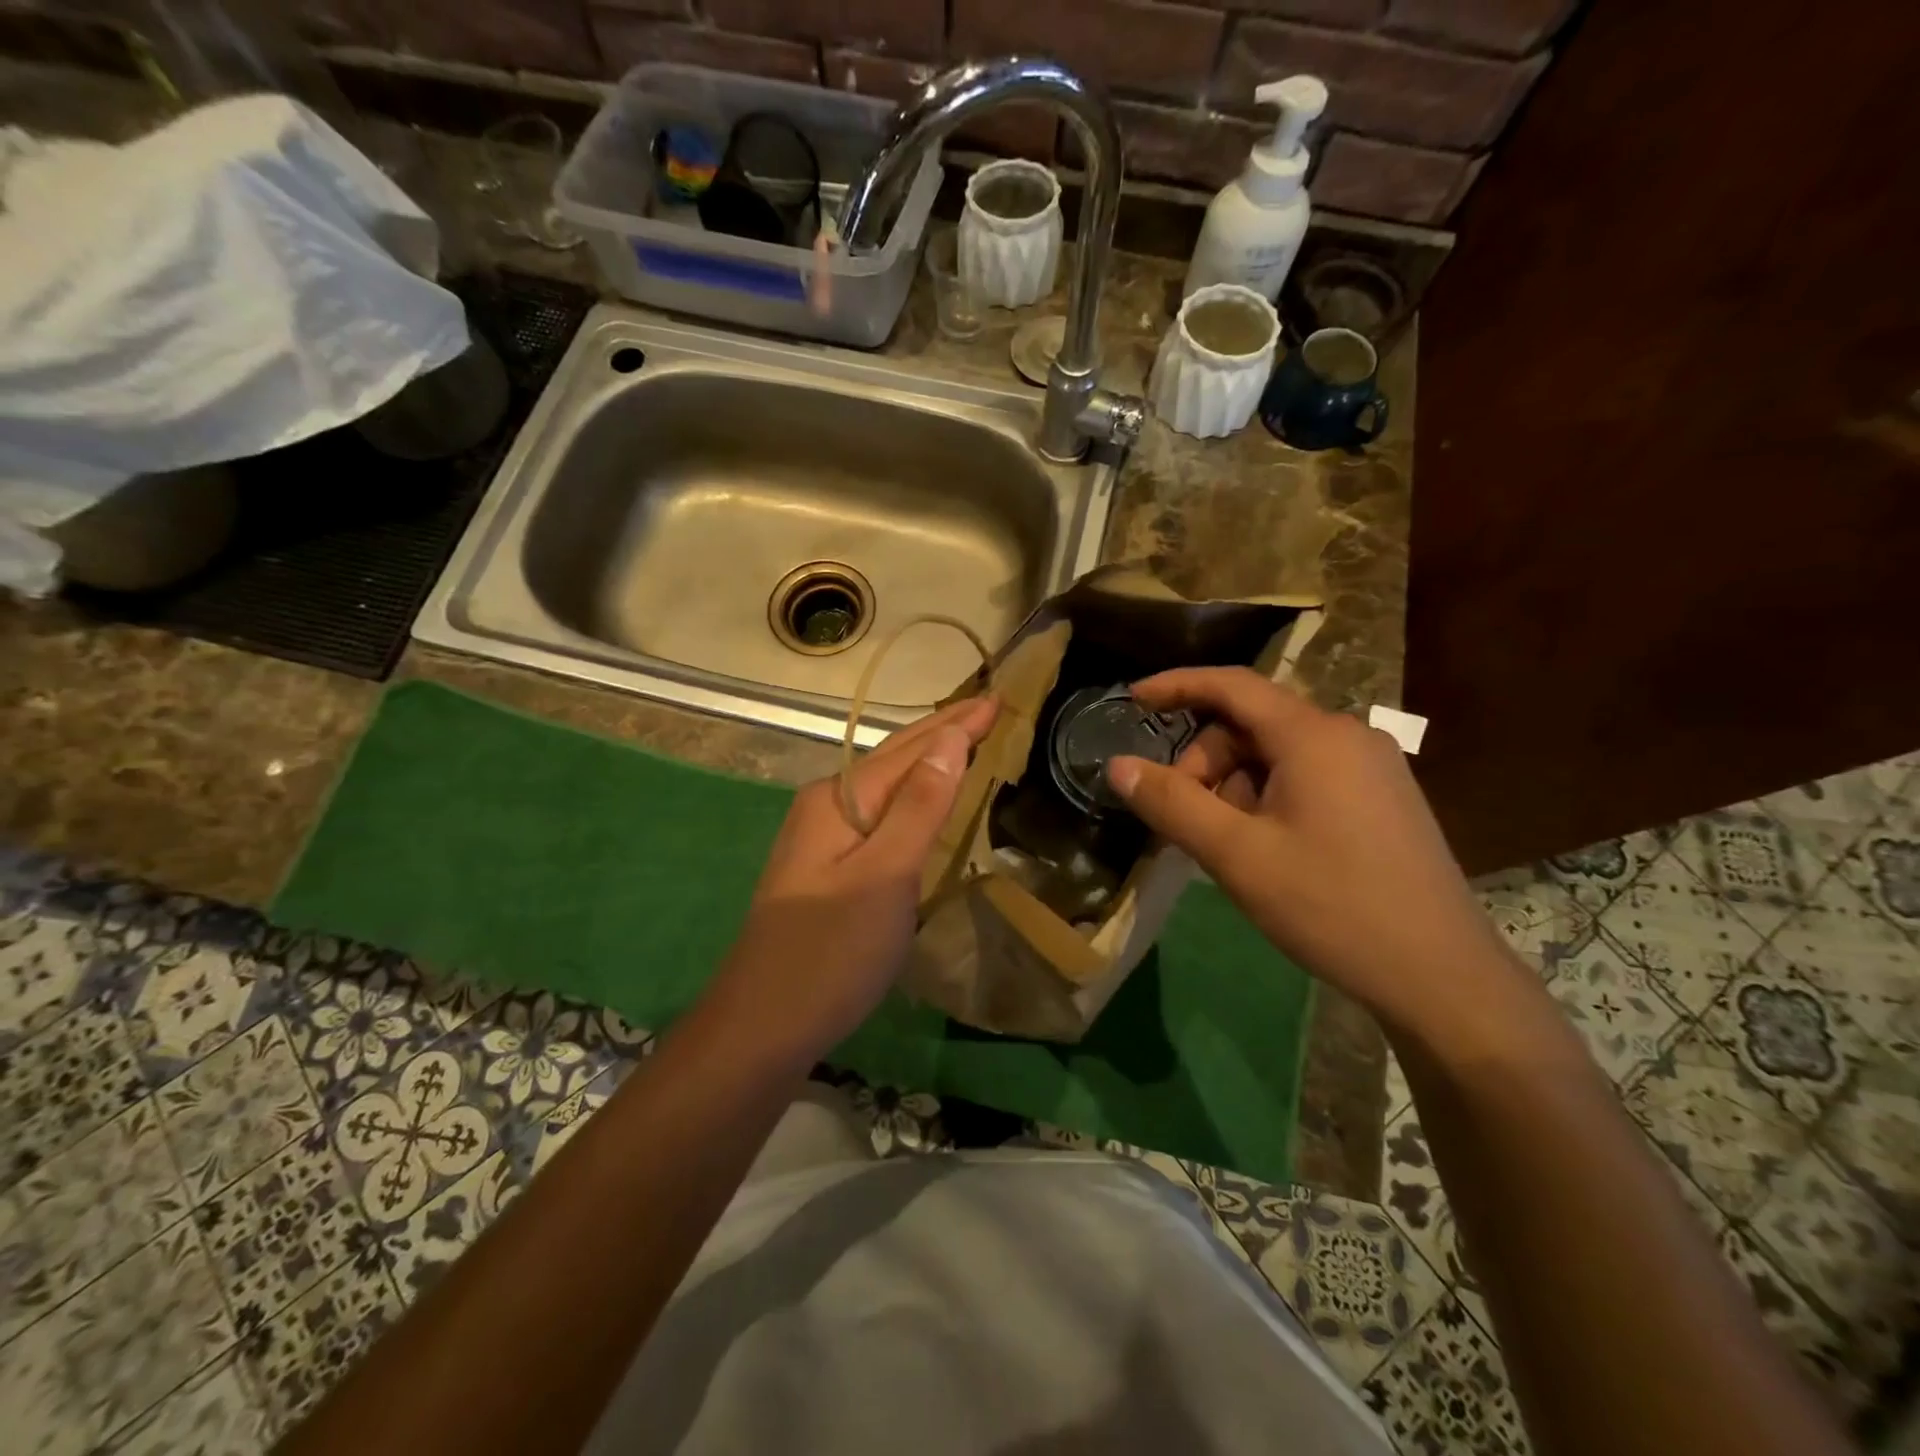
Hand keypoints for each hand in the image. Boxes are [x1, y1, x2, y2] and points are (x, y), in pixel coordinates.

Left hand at [716, 696, 998, 1055]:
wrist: (763, 1026)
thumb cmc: (831, 950)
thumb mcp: (885, 874)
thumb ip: (919, 806)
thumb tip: (949, 739)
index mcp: (839, 798)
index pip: (910, 746)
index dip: (957, 723)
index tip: (1000, 699)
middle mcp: (826, 806)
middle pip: (894, 758)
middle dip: (942, 732)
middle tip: (990, 711)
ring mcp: (822, 839)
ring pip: (886, 788)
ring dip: (928, 763)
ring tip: (967, 744)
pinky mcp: (828, 870)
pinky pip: (881, 816)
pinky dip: (914, 800)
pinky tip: (927, 806)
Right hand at [1106, 668, 1507, 1032]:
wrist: (1441, 976)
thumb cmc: (1331, 906)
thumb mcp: (1237, 855)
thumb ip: (1172, 803)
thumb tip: (1117, 764)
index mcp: (1314, 736)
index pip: (1232, 685)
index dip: (1176, 685)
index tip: (1132, 699)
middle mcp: (1347, 736)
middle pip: (1251, 725)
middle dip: (1205, 762)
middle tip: (1184, 818)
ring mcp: (1372, 767)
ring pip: (1277, 755)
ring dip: (1235, 787)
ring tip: (1228, 846)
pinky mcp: (1382, 798)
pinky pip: (1306, 777)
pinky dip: (1267, 798)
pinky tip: (1264, 848)